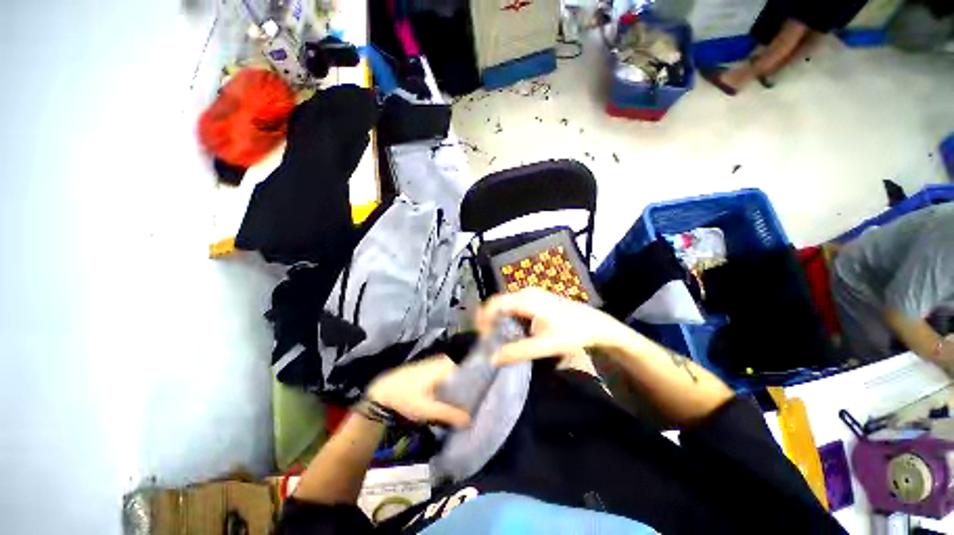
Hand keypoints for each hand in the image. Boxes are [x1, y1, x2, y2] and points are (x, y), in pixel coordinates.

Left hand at [366, 356, 470, 427]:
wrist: (384, 390)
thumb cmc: (405, 396)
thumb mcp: (426, 408)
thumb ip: (448, 413)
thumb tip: (470, 419)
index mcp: (445, 365)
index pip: (469, 369)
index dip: (477, 382)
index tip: (484, 395)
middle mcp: (444, 361)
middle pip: (464, 372)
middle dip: (470, 387)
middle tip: (479, 401)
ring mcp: (438, 364)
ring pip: (457, 375)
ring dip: (462, 388)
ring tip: (471, 402)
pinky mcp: (433, 369)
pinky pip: (450, 376)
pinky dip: (454, 386)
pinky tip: (456, 399)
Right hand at [478, 287, 634, 365]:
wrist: (596, 325)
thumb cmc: (572, 334)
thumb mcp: (545, 346)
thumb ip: (518, 352)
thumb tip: (493, 358)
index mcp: (527, 300)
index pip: (495, 304)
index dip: (484, 318)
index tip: (483, 336)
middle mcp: (527, 293)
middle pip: (499, 303)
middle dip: (490, 320)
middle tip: (489, 339)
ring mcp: (533, 293)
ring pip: (507, 304)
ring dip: (500, 319)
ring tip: (500, 338)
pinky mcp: (537, 298)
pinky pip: (516, 305)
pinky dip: (510, 317)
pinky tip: (515, 331)